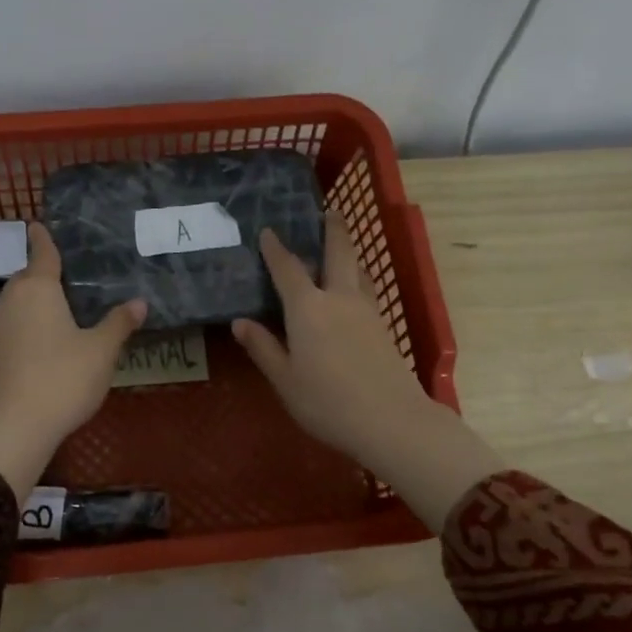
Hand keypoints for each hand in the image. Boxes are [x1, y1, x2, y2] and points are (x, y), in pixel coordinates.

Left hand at [0, 223, 144, 501]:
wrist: (20, 424)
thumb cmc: (64, 377)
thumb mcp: (101, 349)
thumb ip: (119, 323)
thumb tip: (140, 302)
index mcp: (38, 288)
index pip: (42, 253)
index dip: (43, 238)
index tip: (38, 223)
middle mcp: (14, 299)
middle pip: (28, 275)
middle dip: (44, 269)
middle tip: (73, 270)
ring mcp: (2, 325)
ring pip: (21, 298)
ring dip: (38, 295)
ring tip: (66, 299)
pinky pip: (18, 319)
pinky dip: (33, 316)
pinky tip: (52, 329)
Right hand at [234, 213, 503, 528]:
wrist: (391, 420)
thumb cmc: (327, 402)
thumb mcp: (285, 379)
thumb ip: (263, 348)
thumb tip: (240, 322)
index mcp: (308, 308)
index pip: (288, 269)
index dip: (276, 249)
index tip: (268, 231)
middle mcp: (339, 299)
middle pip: (338, 253)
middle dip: (332, 229)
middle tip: (330, 211)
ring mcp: (367, 311)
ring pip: (359, 270)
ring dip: (350, 252)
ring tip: (342, 245)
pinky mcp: (384, 327)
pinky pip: (368, 290)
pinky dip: (359, 278)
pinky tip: (356, 288)